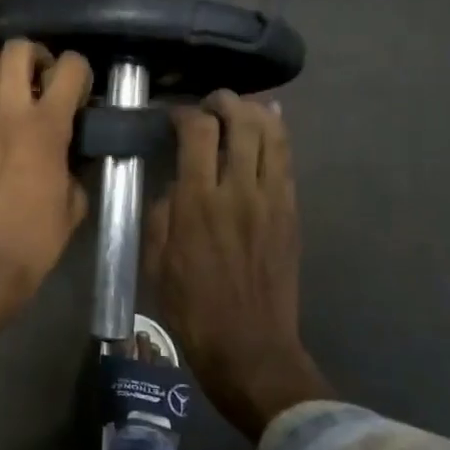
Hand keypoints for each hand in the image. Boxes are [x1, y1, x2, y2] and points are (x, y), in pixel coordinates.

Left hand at [0, 40, 93, 376]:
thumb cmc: (38, 237)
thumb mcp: (75, 200)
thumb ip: (75, 162)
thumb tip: (71, 147)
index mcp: (46, 127)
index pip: (69, 68)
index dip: (79, 71)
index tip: (79, 90)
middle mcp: (8, 112)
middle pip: (18, 49)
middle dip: (37, 56)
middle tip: (43, 79)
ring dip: (3, 70)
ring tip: (11, 91)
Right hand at [145, 91, 333, 440]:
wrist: (250, 347)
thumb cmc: (193, 309)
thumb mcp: (157, 262)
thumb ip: (163, 214)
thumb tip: (174, 186)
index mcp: (198, 202)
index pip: (198, 133)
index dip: (185, 114)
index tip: (175, 116)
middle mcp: (238, 190)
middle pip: (241, 122)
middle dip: (225, 102)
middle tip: (211, 103)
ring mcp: (272, 200)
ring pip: (273, 136)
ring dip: (257, 112)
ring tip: (242, 108)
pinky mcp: (291, 213)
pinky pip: (287, 162)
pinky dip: (279, 137)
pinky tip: (271, 126)